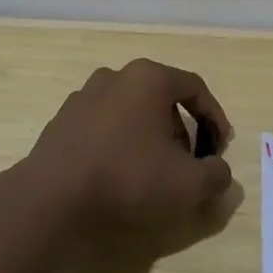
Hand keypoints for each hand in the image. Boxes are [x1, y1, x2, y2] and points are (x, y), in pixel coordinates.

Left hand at [25, 58, 235, 237]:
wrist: (51, 196)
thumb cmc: (128, 178)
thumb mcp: (187, 184)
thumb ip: (216, 175)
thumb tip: (220, 172)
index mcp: (149, 78)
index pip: (195, 88)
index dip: (215, 117)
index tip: (220, 148)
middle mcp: (116, 76)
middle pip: (162, 98)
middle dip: (182, 130)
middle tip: (188, 163)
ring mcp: (84, 95)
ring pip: (131, 110)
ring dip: (150, 136)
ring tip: (153, 171)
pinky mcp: (62, 120)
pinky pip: (104, 125)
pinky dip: (119, 142)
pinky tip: (118, 173)